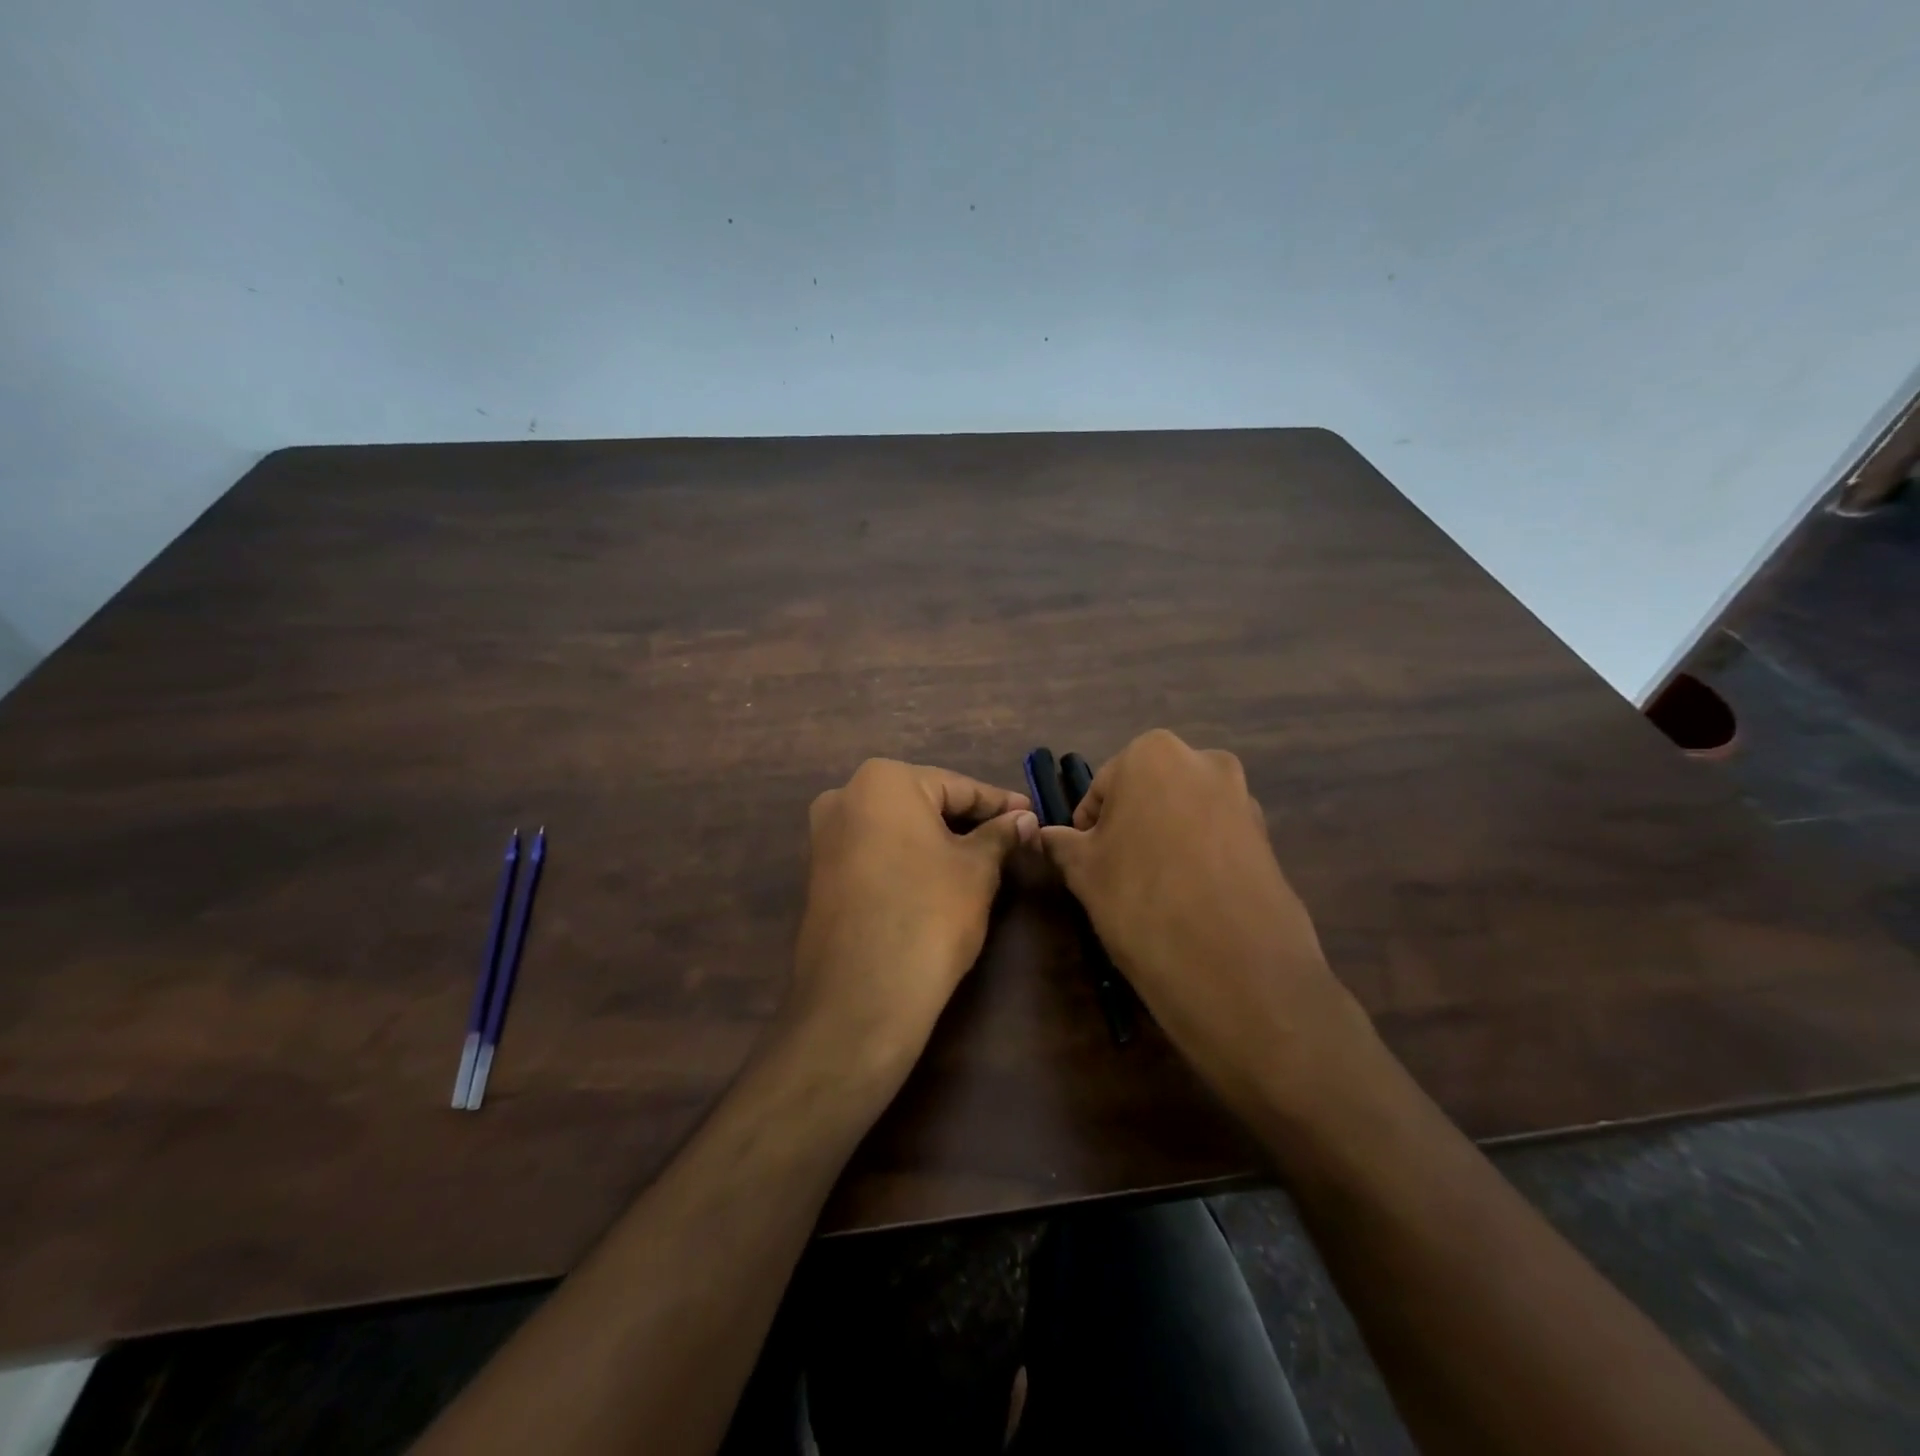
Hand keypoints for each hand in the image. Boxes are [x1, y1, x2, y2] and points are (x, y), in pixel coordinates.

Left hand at [789, 760, 1037, 1077]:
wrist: (862, 994)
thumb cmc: (929, 913)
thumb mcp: (977, 869)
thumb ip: (1000, 835)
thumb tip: (1024, 818)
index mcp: (882, 780)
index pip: (956, 786)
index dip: (999, 803)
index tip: (1031, 813)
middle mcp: (845, 796)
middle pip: (923, 803)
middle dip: (967, 820)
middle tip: (1010, 836)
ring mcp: (825, 837)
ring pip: (897, 829)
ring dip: (938, 840)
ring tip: (982, 857)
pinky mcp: (820, 874)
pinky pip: (876, 853)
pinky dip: (909, 859)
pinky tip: (939, 877)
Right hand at [1038, 730, 1369, 1114]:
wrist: (1234, 967)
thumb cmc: (1140, 900)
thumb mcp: (1084, 871)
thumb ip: (1062, 844)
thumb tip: (1046, 836)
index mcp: (1152, 754)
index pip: (1102, 788)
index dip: (1089, 828)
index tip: (1087, 864)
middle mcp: (1204, 761)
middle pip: (1149, 793)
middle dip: (1131, 827)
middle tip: (1118, 875)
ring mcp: (1244, 798)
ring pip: (1185, 814)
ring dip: (1167, 840)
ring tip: (1157, 892)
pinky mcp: (1269, 838)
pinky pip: (1218, 839)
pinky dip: (1201, 858)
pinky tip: (1192, 900)